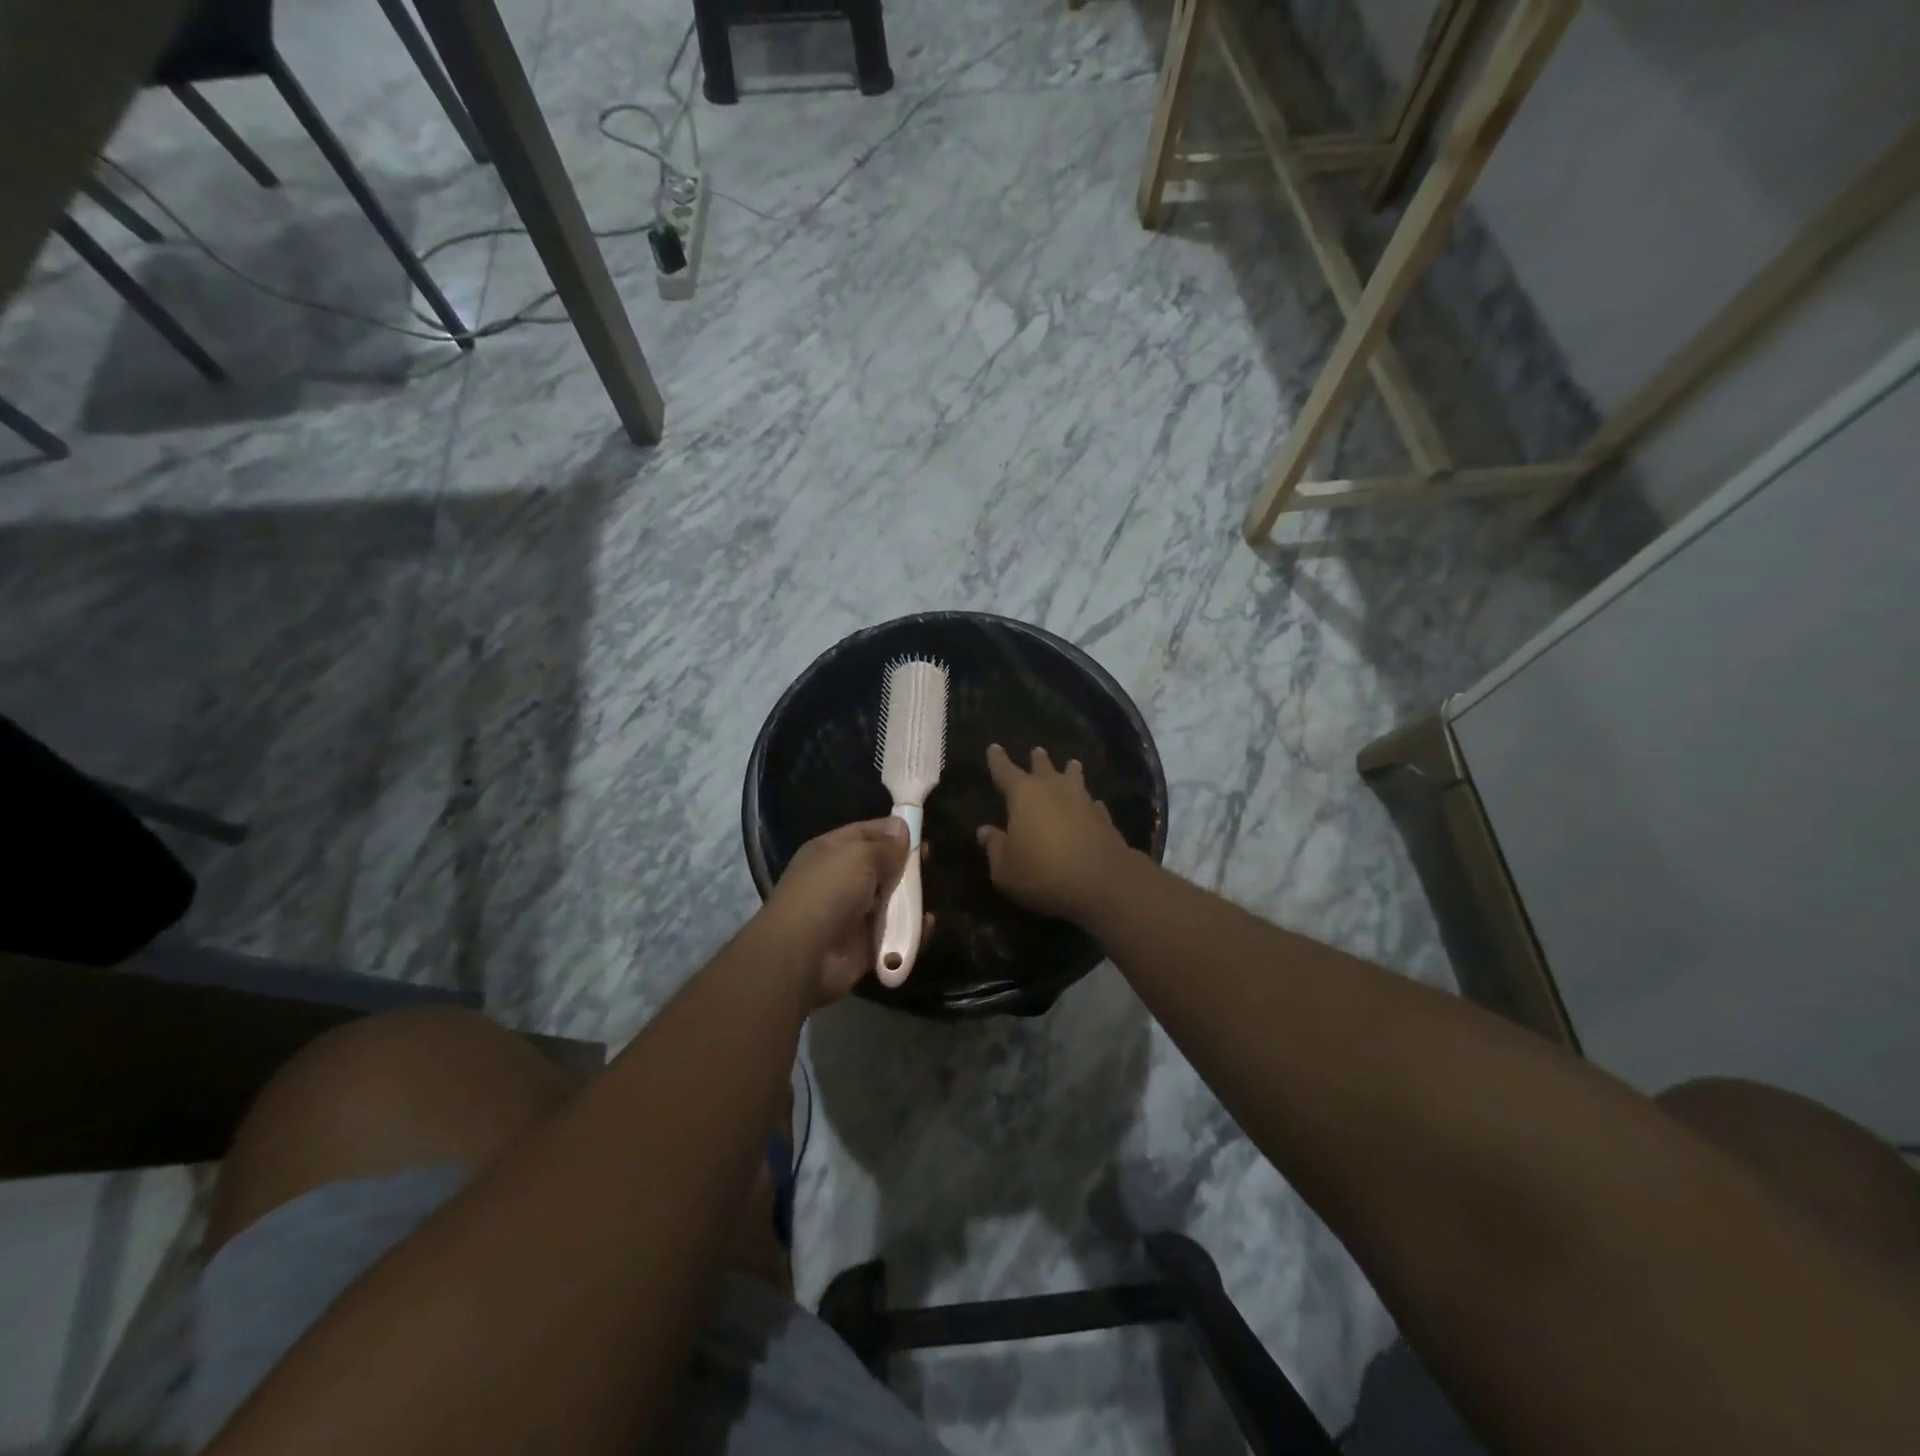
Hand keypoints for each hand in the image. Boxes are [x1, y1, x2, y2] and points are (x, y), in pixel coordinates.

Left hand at [763, 818, 919, 1006]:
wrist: (803, 955)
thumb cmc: (828, 892)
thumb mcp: (858, 856)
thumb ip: (885, 845)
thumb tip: (901, 827)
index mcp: (831, 853)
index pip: (865, 833)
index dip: (891, 831)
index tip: (921, 832)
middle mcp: (840, 881)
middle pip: (881, 867)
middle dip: (905, 865)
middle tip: (930, 862)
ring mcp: (853, 915)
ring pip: (891, 901)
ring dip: (911, 899)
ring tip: (929, 896)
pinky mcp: (865, 945)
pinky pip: (895, 933)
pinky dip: (912, 930)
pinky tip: (927, 924)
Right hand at [977, 744, 1134, 923]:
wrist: (1102, 882)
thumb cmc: (1042, 873)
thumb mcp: (1005, 868)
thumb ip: (995, 847)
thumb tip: (985, 831)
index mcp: (1024, 795)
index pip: (1005, 771)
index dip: (998, 759)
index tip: (994, 746)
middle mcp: (1054, 789)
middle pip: (1044, 768)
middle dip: (1038, 760)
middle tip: (1037, 751)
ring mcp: (1083, 801)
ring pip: (1075, 779)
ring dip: (1071, 772)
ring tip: (1072, 764)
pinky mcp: (1105, 819)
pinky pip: (1093, 803)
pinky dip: (1089, 803)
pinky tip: (1093, 805)